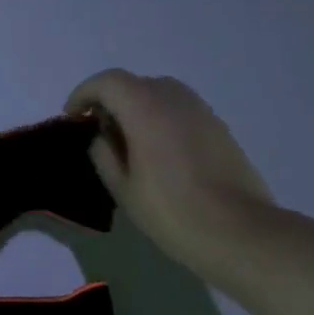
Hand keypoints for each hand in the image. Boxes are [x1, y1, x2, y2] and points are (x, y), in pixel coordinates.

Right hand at [66, 70, 276, 278]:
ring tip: (128, 140)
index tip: (73, 118)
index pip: (108, 82)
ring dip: (137, 106)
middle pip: (135, 83)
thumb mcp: (121, 187)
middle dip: (111, 99)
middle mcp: (176, 100)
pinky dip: (160, 117)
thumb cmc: (170, 210)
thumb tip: (103, 137)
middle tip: (99, 130)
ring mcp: (202, 112)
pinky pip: (181, 109)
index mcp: (146, 110)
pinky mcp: (219, 129)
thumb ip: (103, 153)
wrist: (239, 232)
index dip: (84, 94)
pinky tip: (157, 151)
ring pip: (161, 92)